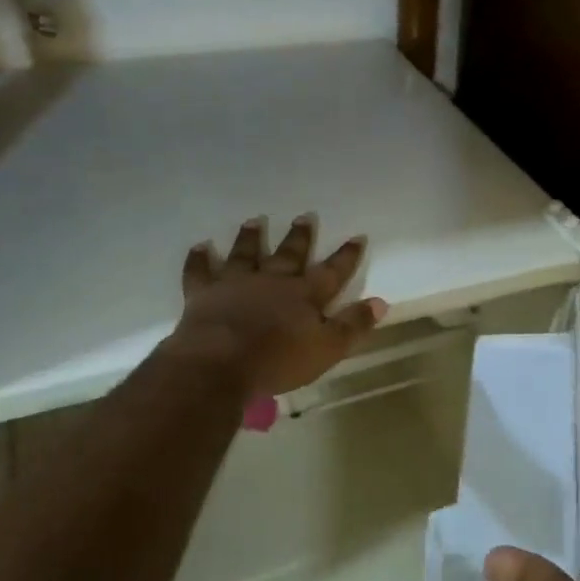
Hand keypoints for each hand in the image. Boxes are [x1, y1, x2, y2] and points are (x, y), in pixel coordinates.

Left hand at [171, 216, 386, 396]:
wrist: (218, 365)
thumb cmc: (277, 360)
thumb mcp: (327, 348)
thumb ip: (352, 324)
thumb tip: (380, 302)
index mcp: (304, 295)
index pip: (332, 271)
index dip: (346, 255)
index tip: (358, 236)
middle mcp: (272, 280)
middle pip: (289, 254)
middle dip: (300, 236)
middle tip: (305, 215)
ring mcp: (236, 284)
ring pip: (246, 254)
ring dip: (251, 238)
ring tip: (254, 221)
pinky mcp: (203, 294)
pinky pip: (200, 272)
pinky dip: (200, 259)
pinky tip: (200, 247)